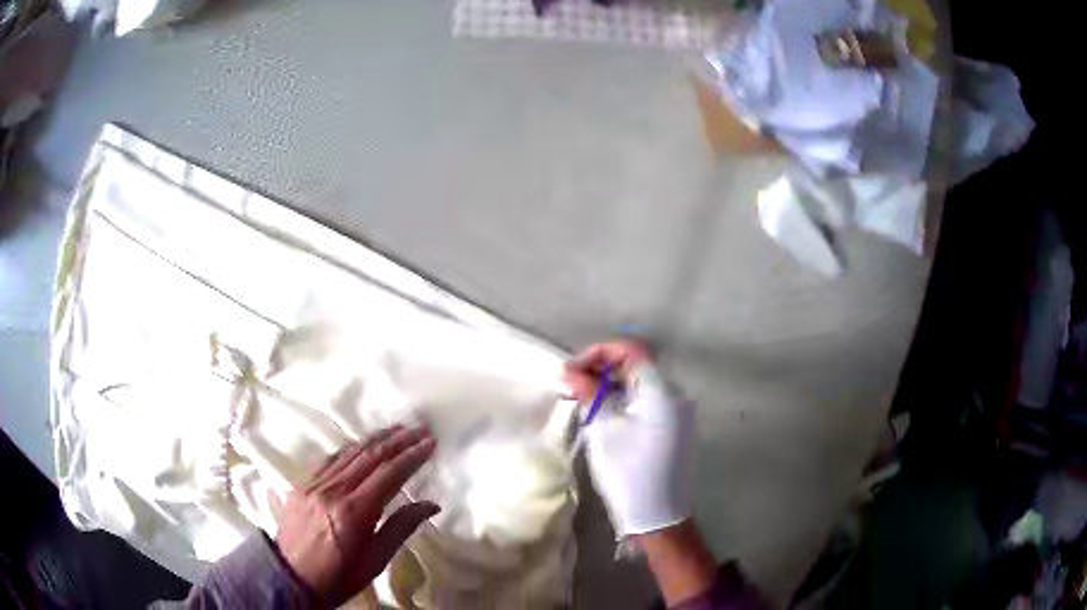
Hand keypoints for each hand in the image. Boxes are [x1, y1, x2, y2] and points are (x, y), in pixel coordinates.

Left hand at [274, 426, 438, 606]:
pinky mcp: (301, 484)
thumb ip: (401, 528)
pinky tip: (361, 444)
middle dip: (398, 440)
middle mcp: (333, 490)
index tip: (431, 442)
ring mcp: (314, 484)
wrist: (290, 578)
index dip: (412, 456)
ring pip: (349, 453)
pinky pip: (329, 459)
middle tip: (420, 428)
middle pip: (370, 456)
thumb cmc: (339, 577)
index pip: (389, 474)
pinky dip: (350, 448)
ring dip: (375, 438)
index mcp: (354, 511)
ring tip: (397, 429)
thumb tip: (431, 504)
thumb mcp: (375, 561)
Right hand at [563, 340, 696, 536]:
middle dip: (603, 366)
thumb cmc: (628, 473)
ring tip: (584, 398)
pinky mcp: (675, 426)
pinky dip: (625, 397)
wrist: (658, 516)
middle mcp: (675, 394)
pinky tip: (605, 412)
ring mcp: (678, 411)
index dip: (599, 352)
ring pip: (642, 381)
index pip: (631, 349)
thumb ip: (588, 393)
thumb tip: (571, 370)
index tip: (572, 370)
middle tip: (573, 383)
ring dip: (612, 382)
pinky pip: (649, 399)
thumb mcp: (603, 430)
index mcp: (660, 391)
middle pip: (638, 362)